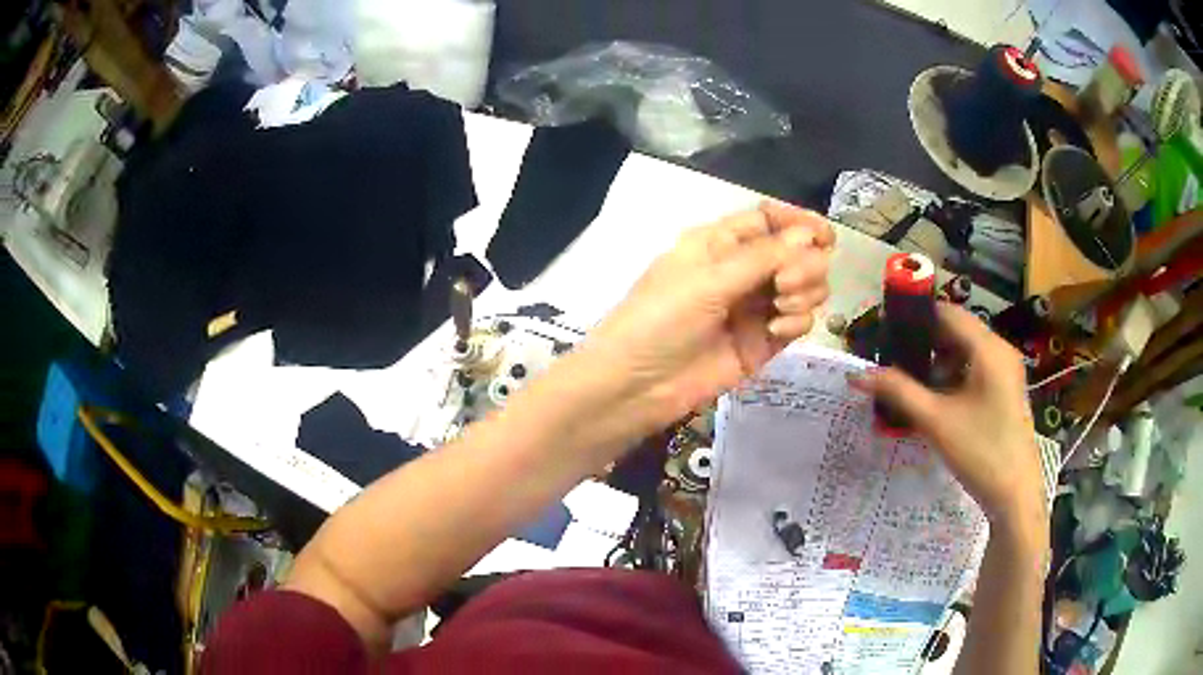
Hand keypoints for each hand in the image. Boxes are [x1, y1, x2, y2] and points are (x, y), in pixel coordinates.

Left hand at [581, 202, 833, 432]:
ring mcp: (755, 307)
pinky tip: (778, 330)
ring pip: (804, 286)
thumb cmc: (660, 319)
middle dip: (805, 262)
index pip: (770, 220)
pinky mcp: (763, 342)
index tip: (825, 235)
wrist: (637, 385)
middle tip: (787, 283)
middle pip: (796, 252)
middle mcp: (742, 270)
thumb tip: (810, 233)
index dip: (800, 222)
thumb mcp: (708, 279)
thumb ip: (763, 257)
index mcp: (720, 243)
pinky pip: (798, 321)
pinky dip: (798, 320)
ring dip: (806, 289)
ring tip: (783, 305)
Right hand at [850, 304, 1046, 534]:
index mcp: (988, 348)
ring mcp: (1005, 370)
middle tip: (893, 363)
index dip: (916, 319)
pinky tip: (936, 401)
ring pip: (965, 352)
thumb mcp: (936, 421)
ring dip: (937, 363)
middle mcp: (1000, 350)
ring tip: (911, 385)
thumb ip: (898, 392)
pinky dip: (953, 377)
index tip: (887, 334)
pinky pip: (975, 369)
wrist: (1015, 494)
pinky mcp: (1005, 389)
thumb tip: (858, 374)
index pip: (947, 313)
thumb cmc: (980, 452)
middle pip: (956, 331)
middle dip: (924, 345)